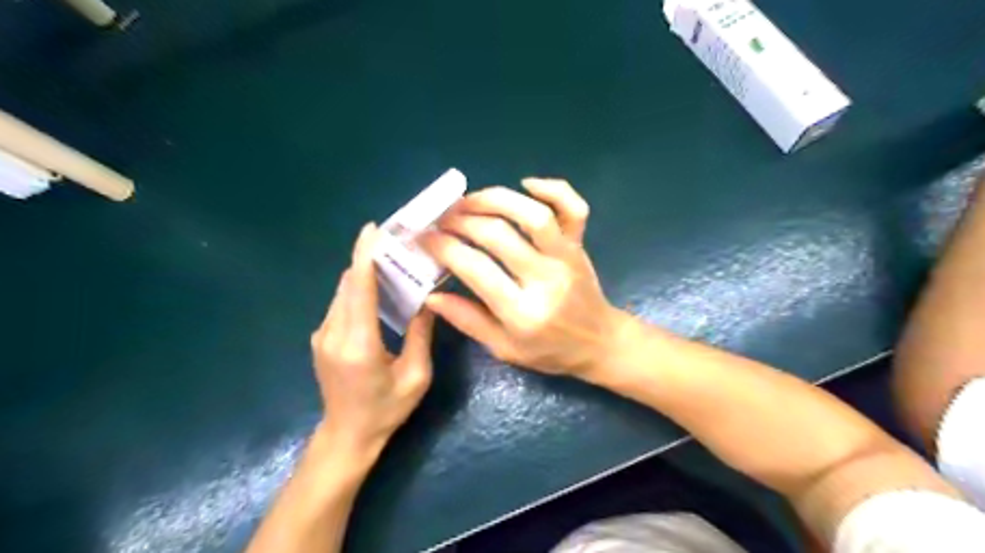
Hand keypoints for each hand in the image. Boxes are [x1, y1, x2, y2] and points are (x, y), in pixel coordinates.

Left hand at [310, 222, 434, 457]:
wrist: (347, 436)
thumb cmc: (386, 410)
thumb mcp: (415, 376)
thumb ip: (421, 335)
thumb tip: (427, 300)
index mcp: (358, 343)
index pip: (359, 288)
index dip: (364, 255)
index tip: (372, 230)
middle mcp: (333, 333)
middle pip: (348, 283)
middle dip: (367, 258)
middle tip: (393, 242)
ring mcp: (322, 335)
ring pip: (342, 292)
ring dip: (363, 273)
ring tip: (388, 261)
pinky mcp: (320, 338)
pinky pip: (339, 304)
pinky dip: (357, 289)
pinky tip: (376, 289)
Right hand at [421, 178, 620, 377]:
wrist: (600, 343)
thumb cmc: (549, 351)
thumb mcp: (504, 349)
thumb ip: (468, 320)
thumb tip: (430, 295)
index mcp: (523, 312)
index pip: (476, 268)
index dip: (444, 248)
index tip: (424, 238)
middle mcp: (546, 278)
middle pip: (499, 234)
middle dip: (462, 220)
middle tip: (441, 219)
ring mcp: (566, 257)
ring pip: (534, 213)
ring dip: (496, 199)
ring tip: (469, 200)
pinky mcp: (579, 244)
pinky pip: (573, 207)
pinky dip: (552, 188)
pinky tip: (526, 184)